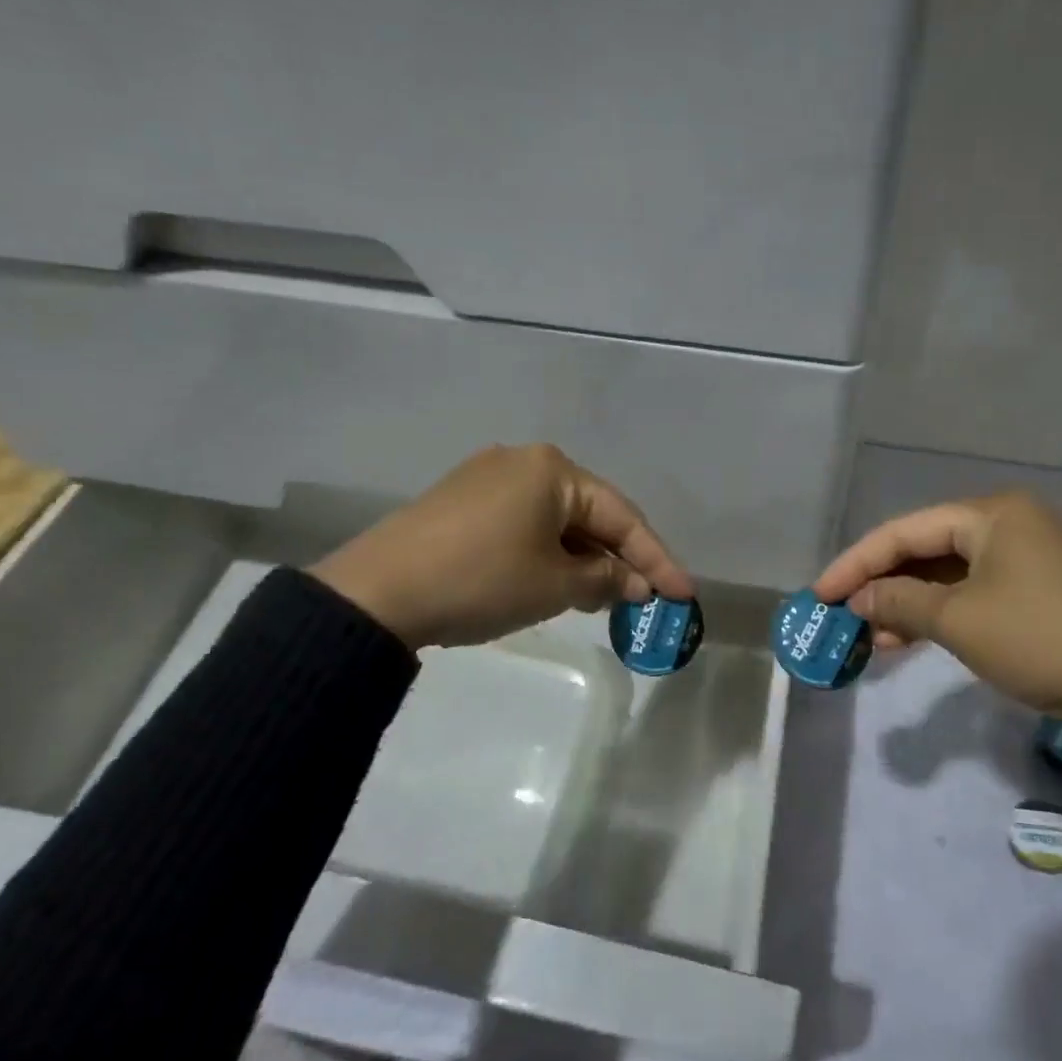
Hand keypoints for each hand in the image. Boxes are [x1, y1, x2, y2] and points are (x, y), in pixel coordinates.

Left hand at [310, 444, 695, 649]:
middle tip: (645, 599)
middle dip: (618, 559)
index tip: (685, 594)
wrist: (376, 593)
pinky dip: (548, 554)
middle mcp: (524, 461)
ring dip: (583, 559)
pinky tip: (556, 582)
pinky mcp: (462, 501)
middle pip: (590, 514)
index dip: (657, 559)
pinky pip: (525, 524)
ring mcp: (487, 478)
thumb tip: (635, 583)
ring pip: (556, 520)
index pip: (621, 516)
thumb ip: (605, 579)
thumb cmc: (482, 580)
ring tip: (603, 598)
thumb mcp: (554, 585)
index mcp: (553, 469)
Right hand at [813, 492, 1061, 738]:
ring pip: (950, 574)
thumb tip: (858, 599)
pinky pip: (976, 592)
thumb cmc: (1041, 640)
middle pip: (927, 548)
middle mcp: (1010, 523)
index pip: (905, 531)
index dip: (856, 563)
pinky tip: (912, 639)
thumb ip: (900, 602)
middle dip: (883, 584)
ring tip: (872, 637)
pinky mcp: (1042, 589)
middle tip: (843, 615)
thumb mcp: (960, 621)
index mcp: (992, 513)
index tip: (819, 593)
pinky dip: (942, 614)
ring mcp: (1030, 556)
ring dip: (909, 604)